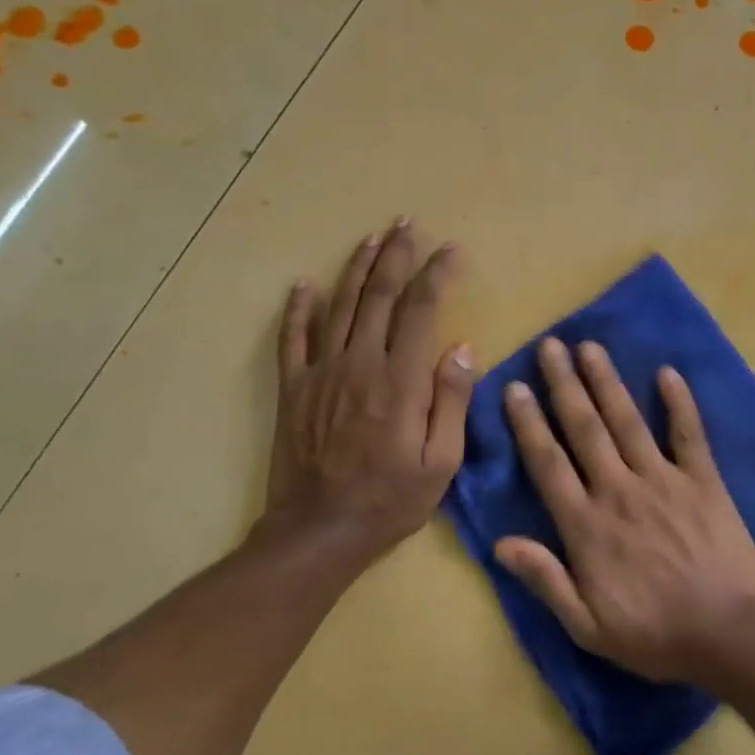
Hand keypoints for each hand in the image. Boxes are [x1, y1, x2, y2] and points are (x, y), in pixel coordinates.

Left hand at [258, 220, 474, 564]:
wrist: (318, 531)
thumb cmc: (390, 501)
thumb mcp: (441, 462)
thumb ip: (451, 401)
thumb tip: (461, 347)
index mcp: (401, 381)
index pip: (421, 310)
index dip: (437, 275)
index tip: (451, 251)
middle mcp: (360, 364)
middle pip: (379, 296)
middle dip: (396, 256)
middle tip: (407, 224)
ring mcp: (321, 373)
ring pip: (340, 306)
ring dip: (356, 268)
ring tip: (371, 239)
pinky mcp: (294, 389)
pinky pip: (293, 339)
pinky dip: (298, 309)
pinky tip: (304, 284)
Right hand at [495, 337, 754, 682]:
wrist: (727, 635)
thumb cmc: (653, 634)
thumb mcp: (586, 625)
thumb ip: (544, 580)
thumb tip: (500, 543)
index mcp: (587, 525)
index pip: (548, 463)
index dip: (529, 423)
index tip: (515, 387)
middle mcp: (619, 490)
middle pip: (584, 428)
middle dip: (564, 384)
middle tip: (550, 346)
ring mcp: (663, 480)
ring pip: (627, 421)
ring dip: (607, 381)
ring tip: (590, 347)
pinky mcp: (703, 481)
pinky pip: (689, 434)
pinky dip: (679, 403)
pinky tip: (668, 373)